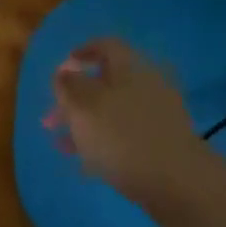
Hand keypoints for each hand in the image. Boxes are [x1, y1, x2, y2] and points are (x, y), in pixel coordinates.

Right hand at [46, 39, 208, 206]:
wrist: (175, 180)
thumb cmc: (122, 136)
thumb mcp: (84, 106)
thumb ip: (69, 85)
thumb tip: (65, 72)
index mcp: (128, 68)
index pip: (105, 46)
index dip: (81, 53)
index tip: (62, 69)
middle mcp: (145, 85)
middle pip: (105, 83)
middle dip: (74, 100)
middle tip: (49, 120)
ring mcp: (156, 115)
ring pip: (113, 112)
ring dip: (85, 124)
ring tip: (61, 146)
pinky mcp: (161, 143)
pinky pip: (125, 135)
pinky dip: (103, 143)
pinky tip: (86, 164)